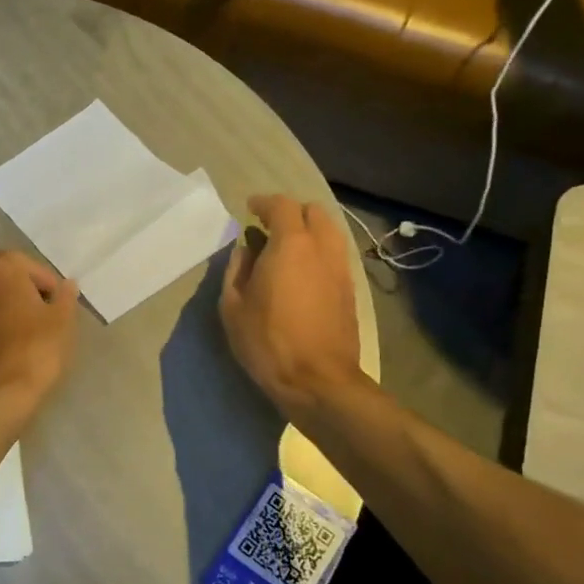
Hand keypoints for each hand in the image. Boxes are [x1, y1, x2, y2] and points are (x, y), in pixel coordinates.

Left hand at [0, 251, 79, 416]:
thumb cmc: (35, 349)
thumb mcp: (61, 321)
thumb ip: (65, 296)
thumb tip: (68, 284)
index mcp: (0, 266)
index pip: (29, 266)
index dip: (47, 284)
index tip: (56, 305)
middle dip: (17, 284)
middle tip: (36, 308)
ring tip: (14, 320)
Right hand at [220, 195, 366, 416]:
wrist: (317, 380)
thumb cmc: (267, 341)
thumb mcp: (233, 306)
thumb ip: (237, 270)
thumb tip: (246, 250)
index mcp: (291, 245)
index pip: (282, 206)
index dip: (264, 203)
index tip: (249, 208)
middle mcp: (322, 248)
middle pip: (314, 212)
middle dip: (291, 213)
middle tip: (269, 228)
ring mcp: (341, 269)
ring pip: (330, 233)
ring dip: (308, 232)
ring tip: (286, 250)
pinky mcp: (350, 290)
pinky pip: (335, 256)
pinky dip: (318, 252)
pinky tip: (302, 273)